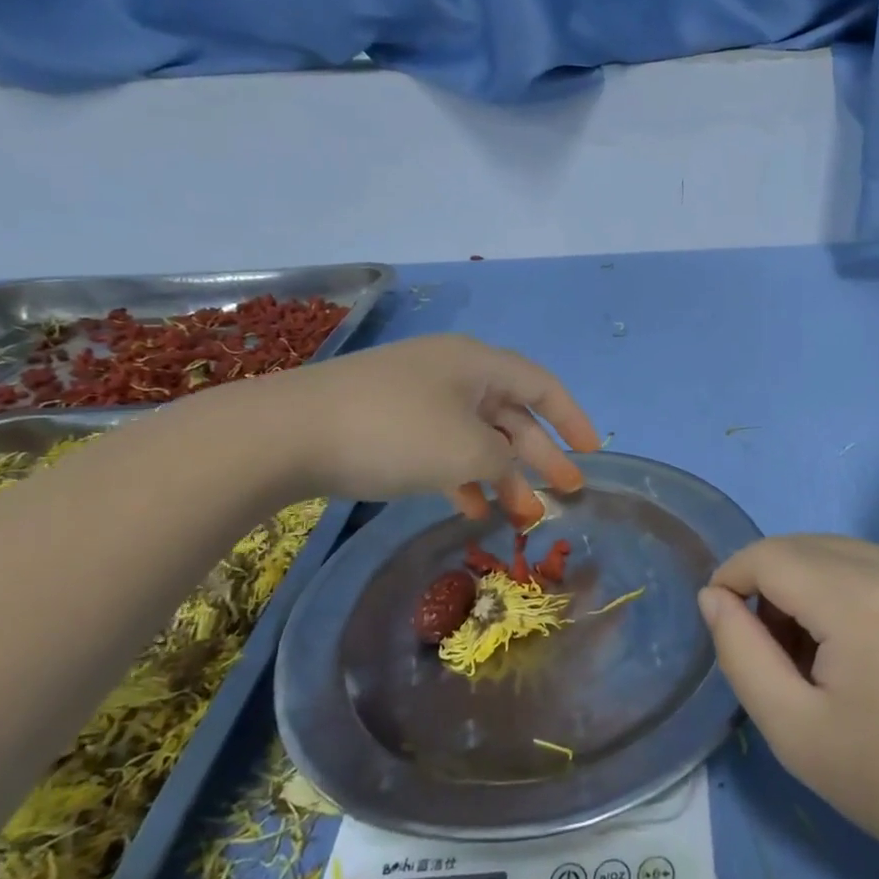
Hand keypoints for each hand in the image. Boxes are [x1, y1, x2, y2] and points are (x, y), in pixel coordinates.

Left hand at [222, 334, 597, 521]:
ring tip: (522, 514)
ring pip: (476, 435)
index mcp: (477, 363)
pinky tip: (471, 508)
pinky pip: (442, 448)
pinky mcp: (388, 423)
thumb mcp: (466, 448)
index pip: (541, 385)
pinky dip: (462, 476)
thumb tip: (506, 463)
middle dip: (540, 456)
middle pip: (511, 414)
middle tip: (566, 493)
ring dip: (502, 473)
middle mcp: (452, 373)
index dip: (572, 418)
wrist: (285, 434)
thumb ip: (504, 457)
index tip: (592, 453)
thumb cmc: (393, 432)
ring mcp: (417, 398)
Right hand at [699, 535, 878, 876]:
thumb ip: (741, 653)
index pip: (770, 555)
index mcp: (859, 598)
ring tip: (815, 656)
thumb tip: (713, 596)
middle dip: (769, 584)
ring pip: (839, 552)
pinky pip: (876, 565)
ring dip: (807, 585)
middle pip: (804, 546)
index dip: (732, 577)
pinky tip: (858, 647)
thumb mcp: (793, 729)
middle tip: (770, 651)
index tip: (720, 620)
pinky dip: (846, 589)